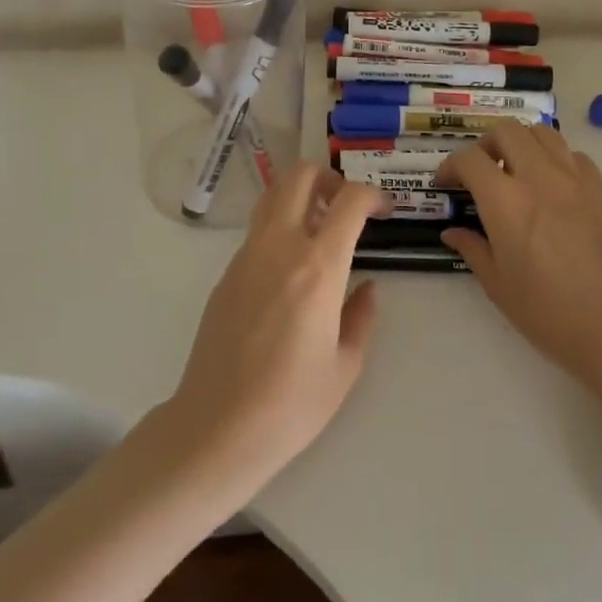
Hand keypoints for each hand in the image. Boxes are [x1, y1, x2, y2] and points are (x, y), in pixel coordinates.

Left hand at [164, 163, 381, 493]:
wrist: (217, 426)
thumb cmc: (291, 404)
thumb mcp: (345, 366)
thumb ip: (361, 317)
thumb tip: (366, 289)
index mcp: (318, 267)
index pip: (349, 201)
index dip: (373, 194)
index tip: (384, 210)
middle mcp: (280, 247)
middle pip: (300, 175)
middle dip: (330, 177)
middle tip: (346, 205)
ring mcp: (248, 255)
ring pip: (274, 195)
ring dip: (301, 195)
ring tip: (320, 229)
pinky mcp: (227, 271)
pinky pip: (258, 228)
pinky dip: (281, 225)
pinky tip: (291, 267)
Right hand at [440, 126, 601, 394]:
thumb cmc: (551, 314)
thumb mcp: (499, 287)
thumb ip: (472, 249)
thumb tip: (452, 232)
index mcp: (506, 201)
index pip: (469, 159)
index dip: (451, 166)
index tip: (447, 184)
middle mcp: (539, 177)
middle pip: (506, 131)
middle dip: (486, 144)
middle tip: (481, 171)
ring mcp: (575, 178)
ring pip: (542, 133)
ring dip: (522, 144)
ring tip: (518, 171)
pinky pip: (573, 155)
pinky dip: (555, 159)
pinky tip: (554, 187)